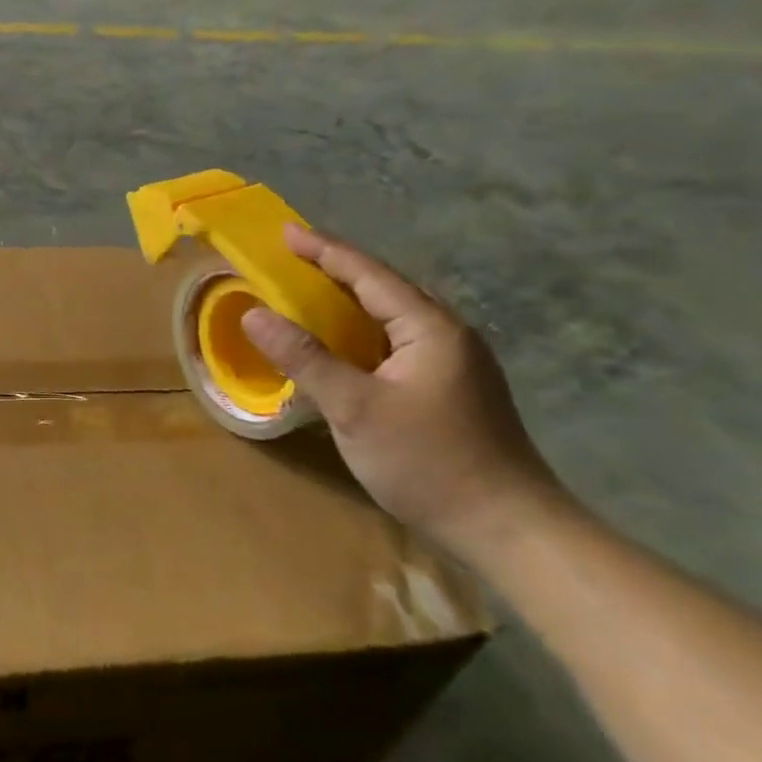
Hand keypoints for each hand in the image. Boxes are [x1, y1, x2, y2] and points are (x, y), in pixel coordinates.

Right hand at [241, 224, 568, 561]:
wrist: (508, 530)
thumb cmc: (429, 462)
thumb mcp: (356, 408)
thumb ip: (304, 358)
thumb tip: (253, 313)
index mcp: (430, 328)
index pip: (369, 274)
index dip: (324, 250)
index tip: (284, 231)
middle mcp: (448, 335)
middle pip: (385, 287)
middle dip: (336, 269)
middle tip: (292, 258)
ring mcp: (455, 363)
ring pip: (393, 316)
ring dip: (350, 300)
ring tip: (310, 292)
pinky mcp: (452, 389)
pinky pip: (397, 342)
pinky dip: (362, 331)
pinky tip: (344, 345)